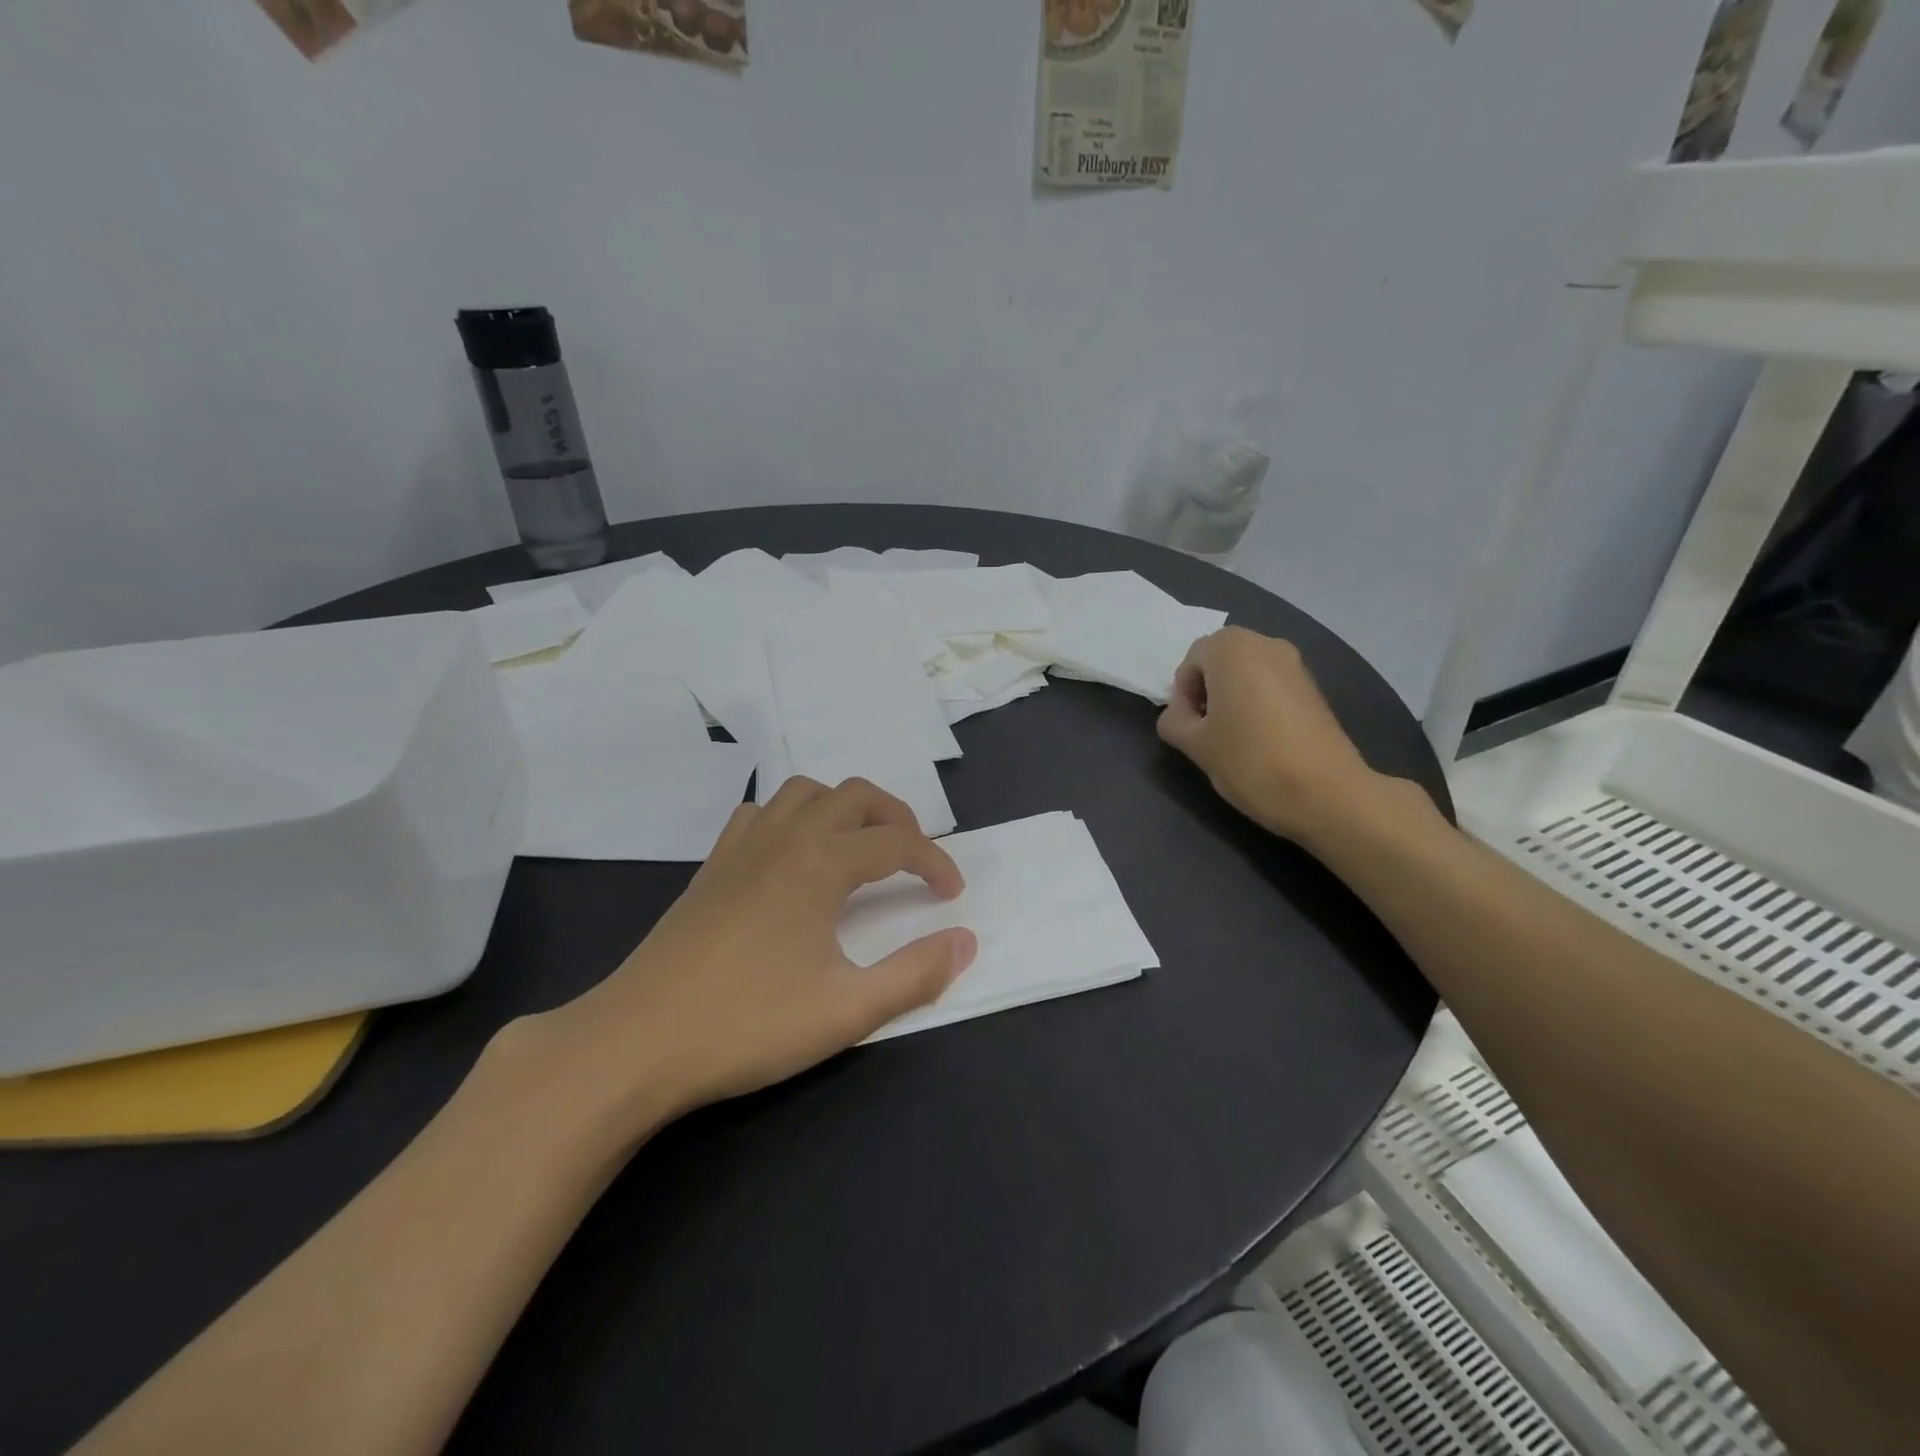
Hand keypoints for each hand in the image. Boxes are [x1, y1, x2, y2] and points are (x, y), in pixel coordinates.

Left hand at [520, 778, 976, 1144]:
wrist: (636, 1041)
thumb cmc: (747, 1025)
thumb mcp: (846, 1011)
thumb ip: (915, 975)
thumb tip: (966, 941)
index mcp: (820, 865)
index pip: (896, 844)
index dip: (934, 862)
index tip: (952, 894)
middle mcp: (785, 839)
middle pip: (854, 796)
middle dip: (896, 817)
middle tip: (916, 857)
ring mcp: (742, 847)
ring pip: (804, 792)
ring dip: (843, 807)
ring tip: (860, 846)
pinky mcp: (712, 866)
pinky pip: (760, 813)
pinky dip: (791, 816)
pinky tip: (793, 855)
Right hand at [1156, 628, 1384, 843]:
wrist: (1326, 793)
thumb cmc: (1250, 761)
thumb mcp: (1194, 744)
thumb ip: (1174, 720)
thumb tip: (1181, 713)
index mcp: (1231, 647)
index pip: (1190, 661)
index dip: (1183, 695)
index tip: (1190, 728)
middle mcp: (1265, 643)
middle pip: (1220, 661)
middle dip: (1208, 692)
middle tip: (1208, 732)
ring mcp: (1296, 664)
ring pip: (1247, 674)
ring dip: (1233, 698)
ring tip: (1235, 739)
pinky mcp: (1315, 688)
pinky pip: (1272, 686)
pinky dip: (1259, 705)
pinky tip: (1262, 740)